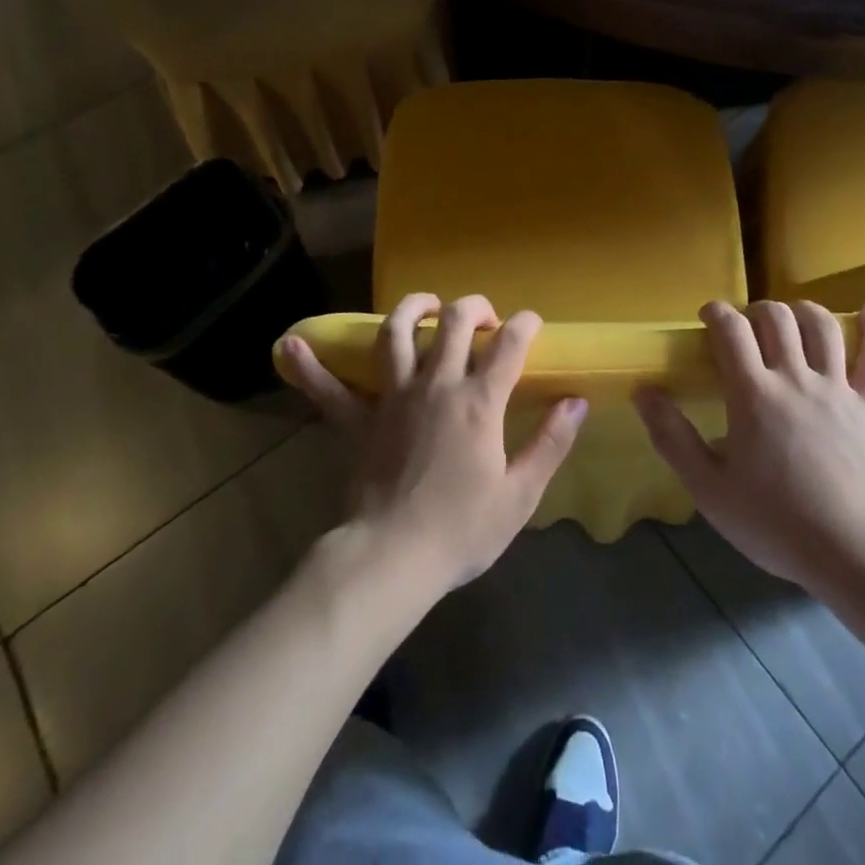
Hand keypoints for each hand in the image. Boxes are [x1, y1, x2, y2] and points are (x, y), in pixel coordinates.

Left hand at [282, 294, 586, 596]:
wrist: (393, 559)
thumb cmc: (462, 529)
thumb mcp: (520, 494)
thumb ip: (551, 443)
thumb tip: (576, 402)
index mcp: (478, 401)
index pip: (508, 344)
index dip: (525, 324)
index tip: (532, 324)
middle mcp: (436, 384)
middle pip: (453, 322)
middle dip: (474, 307)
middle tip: (485, 318)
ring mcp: (393, 397)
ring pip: (396, 333)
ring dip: (412, 309)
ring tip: (426, 305)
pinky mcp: (359, 420)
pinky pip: (331, 390)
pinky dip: (311, 368)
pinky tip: (289, 345)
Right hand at [635, 299, 864, 593]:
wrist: (852, 553)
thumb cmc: (774, 522)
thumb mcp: (709, 488)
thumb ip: (672, 436)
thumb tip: (642, 391)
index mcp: (753, 393)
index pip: (732, 330)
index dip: (717, 312)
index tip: (708, 316)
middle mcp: (795, 378)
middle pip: (776, 318)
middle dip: (755, 311)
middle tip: (746, 328)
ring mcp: (837, 389)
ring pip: (822, 327)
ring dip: (802, 311)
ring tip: (791, 317)